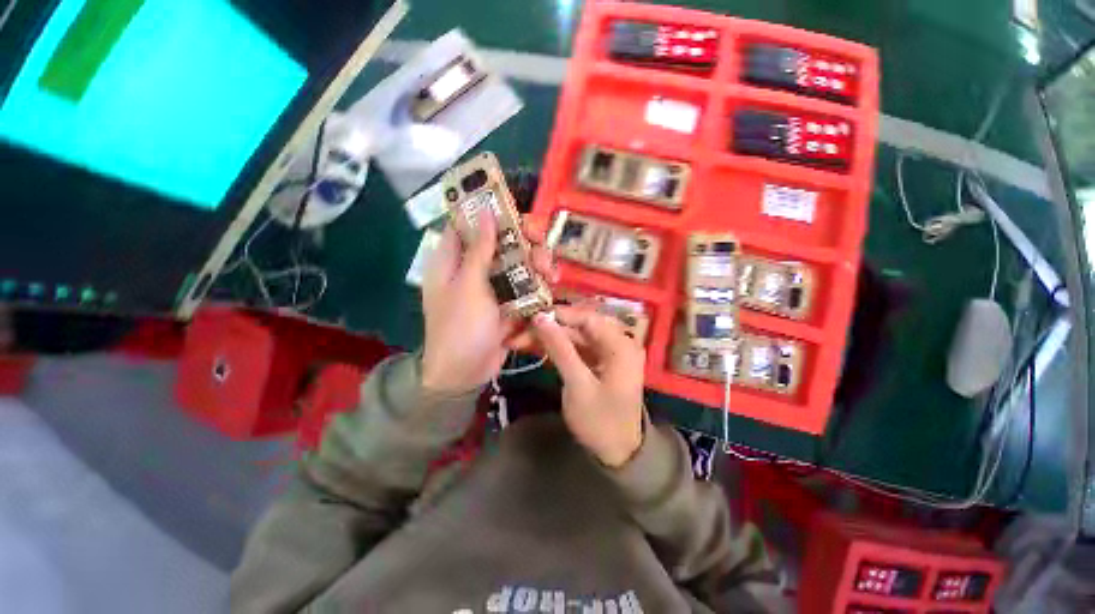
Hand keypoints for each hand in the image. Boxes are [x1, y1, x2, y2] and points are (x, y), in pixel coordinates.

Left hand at [421, 214, 556, 394]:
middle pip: (501, 241)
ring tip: (550, 272)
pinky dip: (539, 283)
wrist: (465, 373)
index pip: (469, 223)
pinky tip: (552, 285)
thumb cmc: (460, 328)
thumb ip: (479, 250)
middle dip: (524, 240)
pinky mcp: (508, 301)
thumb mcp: (468, 286)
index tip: (516, 211)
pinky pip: (526, 284)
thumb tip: (484, 211)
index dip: (491, 212)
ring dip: (537, 262)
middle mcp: (473, 268)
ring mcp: (492, 285)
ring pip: (518, 262)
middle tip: (541, 244)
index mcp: (453, 260)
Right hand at [532, 306, 645, 466]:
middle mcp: (618, 341)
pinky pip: (578, 347)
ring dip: (550, 337)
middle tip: (520, 331)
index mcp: (621, 345)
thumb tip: (540, 318)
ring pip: (576, 335)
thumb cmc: (601, 422)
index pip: (587, 317)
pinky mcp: (600, 361)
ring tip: (520, 340)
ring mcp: (609, 351)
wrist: (619, 453)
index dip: (559, 314)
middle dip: (550, 327)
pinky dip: (559, 348)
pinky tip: (537, 348)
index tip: (530, 316)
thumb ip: (560, 349)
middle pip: (580, 325)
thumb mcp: (578, 385)